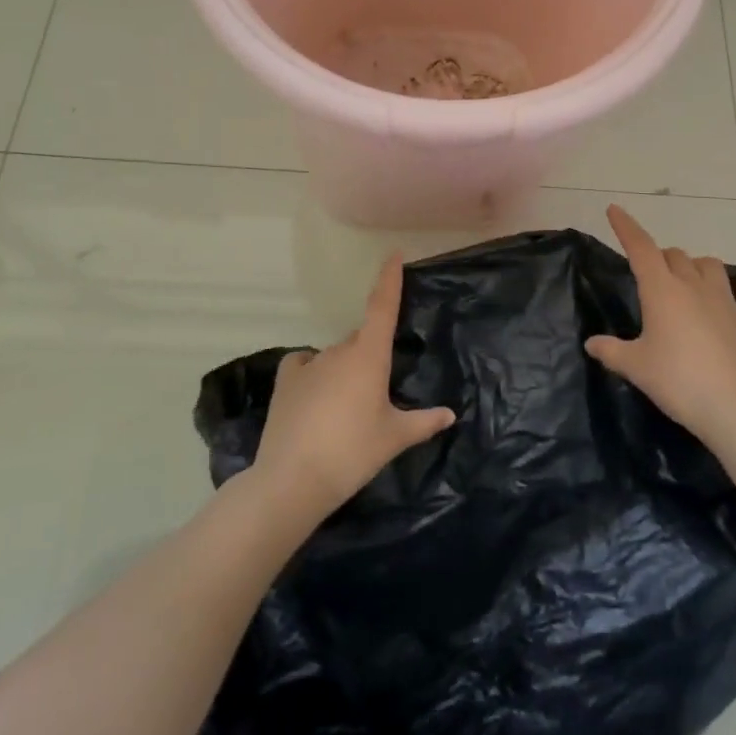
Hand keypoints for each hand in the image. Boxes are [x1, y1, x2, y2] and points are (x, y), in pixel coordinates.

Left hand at [254, 253, 455, 520]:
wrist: (293, 479)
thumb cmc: (353, 452)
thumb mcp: (394, 438)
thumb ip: (424, 422)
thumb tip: (450, 415)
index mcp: (369, 356)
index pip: (383, 306)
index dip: (389, 278)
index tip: (393, 254)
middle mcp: (339, 351)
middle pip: (361, 340)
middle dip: (371, 356)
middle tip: (378, 392)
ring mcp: (309, 363)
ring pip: (335, 356)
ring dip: (345, 370)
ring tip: (347, 409)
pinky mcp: (285, 381)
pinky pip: (304, 364)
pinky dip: (312, 372)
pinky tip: (314, 395)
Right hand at [587, 204, 735, 447]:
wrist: (735, 407)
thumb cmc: (677, 381)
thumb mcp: (635, 367)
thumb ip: (611, 351)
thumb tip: (591, 343)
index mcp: (662, 290)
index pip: (640, 248)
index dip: (626, 227)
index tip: (615, 210)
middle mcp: (694, 286)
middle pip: (675, 256)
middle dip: (660, 258)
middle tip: (651, 276)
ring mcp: (727, 301)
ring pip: (711, 265)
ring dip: (696, 266)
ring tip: (689, 279)